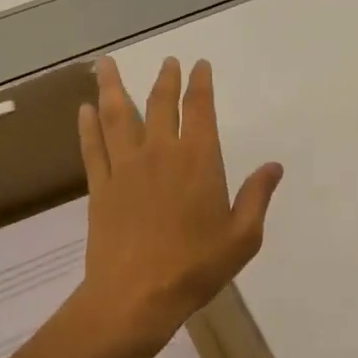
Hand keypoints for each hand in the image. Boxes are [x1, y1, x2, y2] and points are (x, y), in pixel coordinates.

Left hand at [76, 56, 283, 344]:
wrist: (137, 296)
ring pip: (118, 116)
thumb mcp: (243, 236)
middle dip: (165, 79)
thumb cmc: (196, 266)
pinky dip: (87, 126)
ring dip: (113, 87)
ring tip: (106, 64)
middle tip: (167, 61)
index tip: (199, 65)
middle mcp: (160, 153)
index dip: (200, 84)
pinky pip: (93, 148)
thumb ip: (257, 197)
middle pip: (160, 104)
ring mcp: (126, 168)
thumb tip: (274, 166)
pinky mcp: (100, 187)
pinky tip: (83, 109)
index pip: (200, 109)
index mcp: (199, 160)